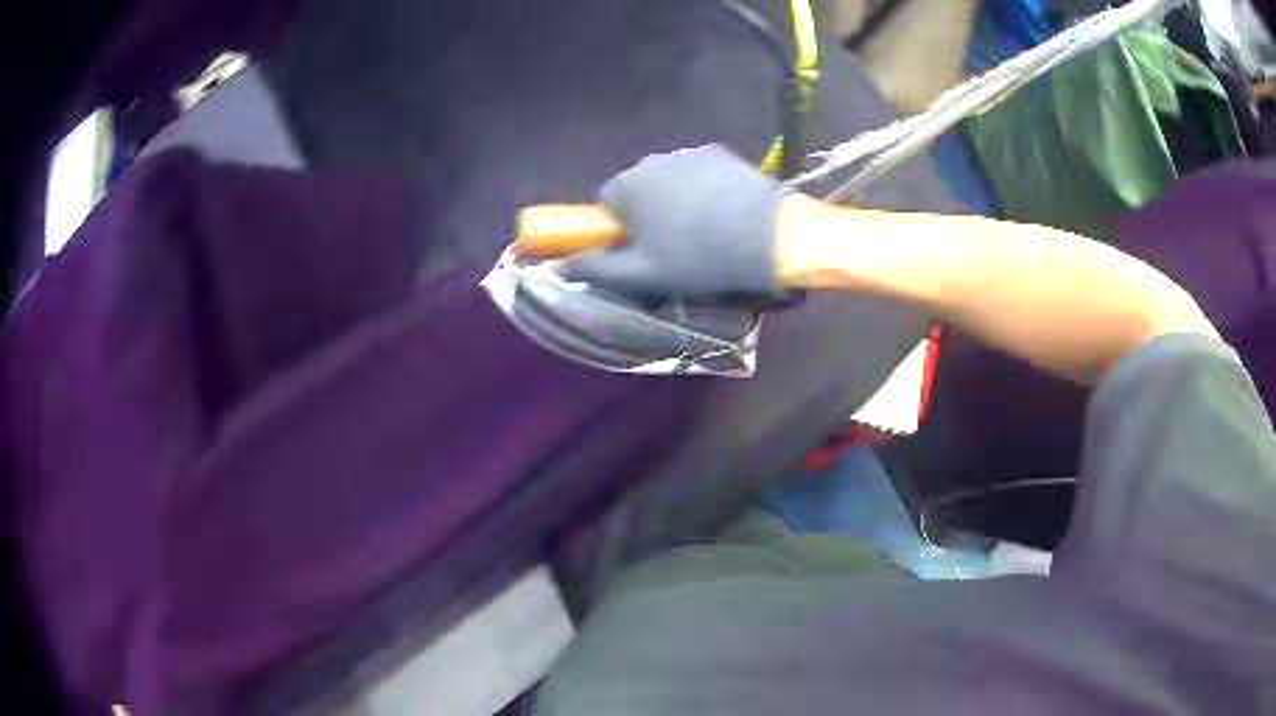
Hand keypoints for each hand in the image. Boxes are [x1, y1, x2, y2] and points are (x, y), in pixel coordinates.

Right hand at [562, 145, 782, 299]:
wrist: (769, 238)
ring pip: (669, 180)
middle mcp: (651, 159)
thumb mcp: (642, 275)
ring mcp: (688, 152)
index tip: (643, 250)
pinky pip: (697, 172)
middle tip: (675, 245)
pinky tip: (724, 213)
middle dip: (648, 213)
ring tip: (704, 230)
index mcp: (627, 185)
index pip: (607, 203)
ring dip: (676, 200)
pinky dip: (703, 189)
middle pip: (638, 189)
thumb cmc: (698, 258)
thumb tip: (559, 267)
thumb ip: (596, 269)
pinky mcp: (719, 153)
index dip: (621, 229)